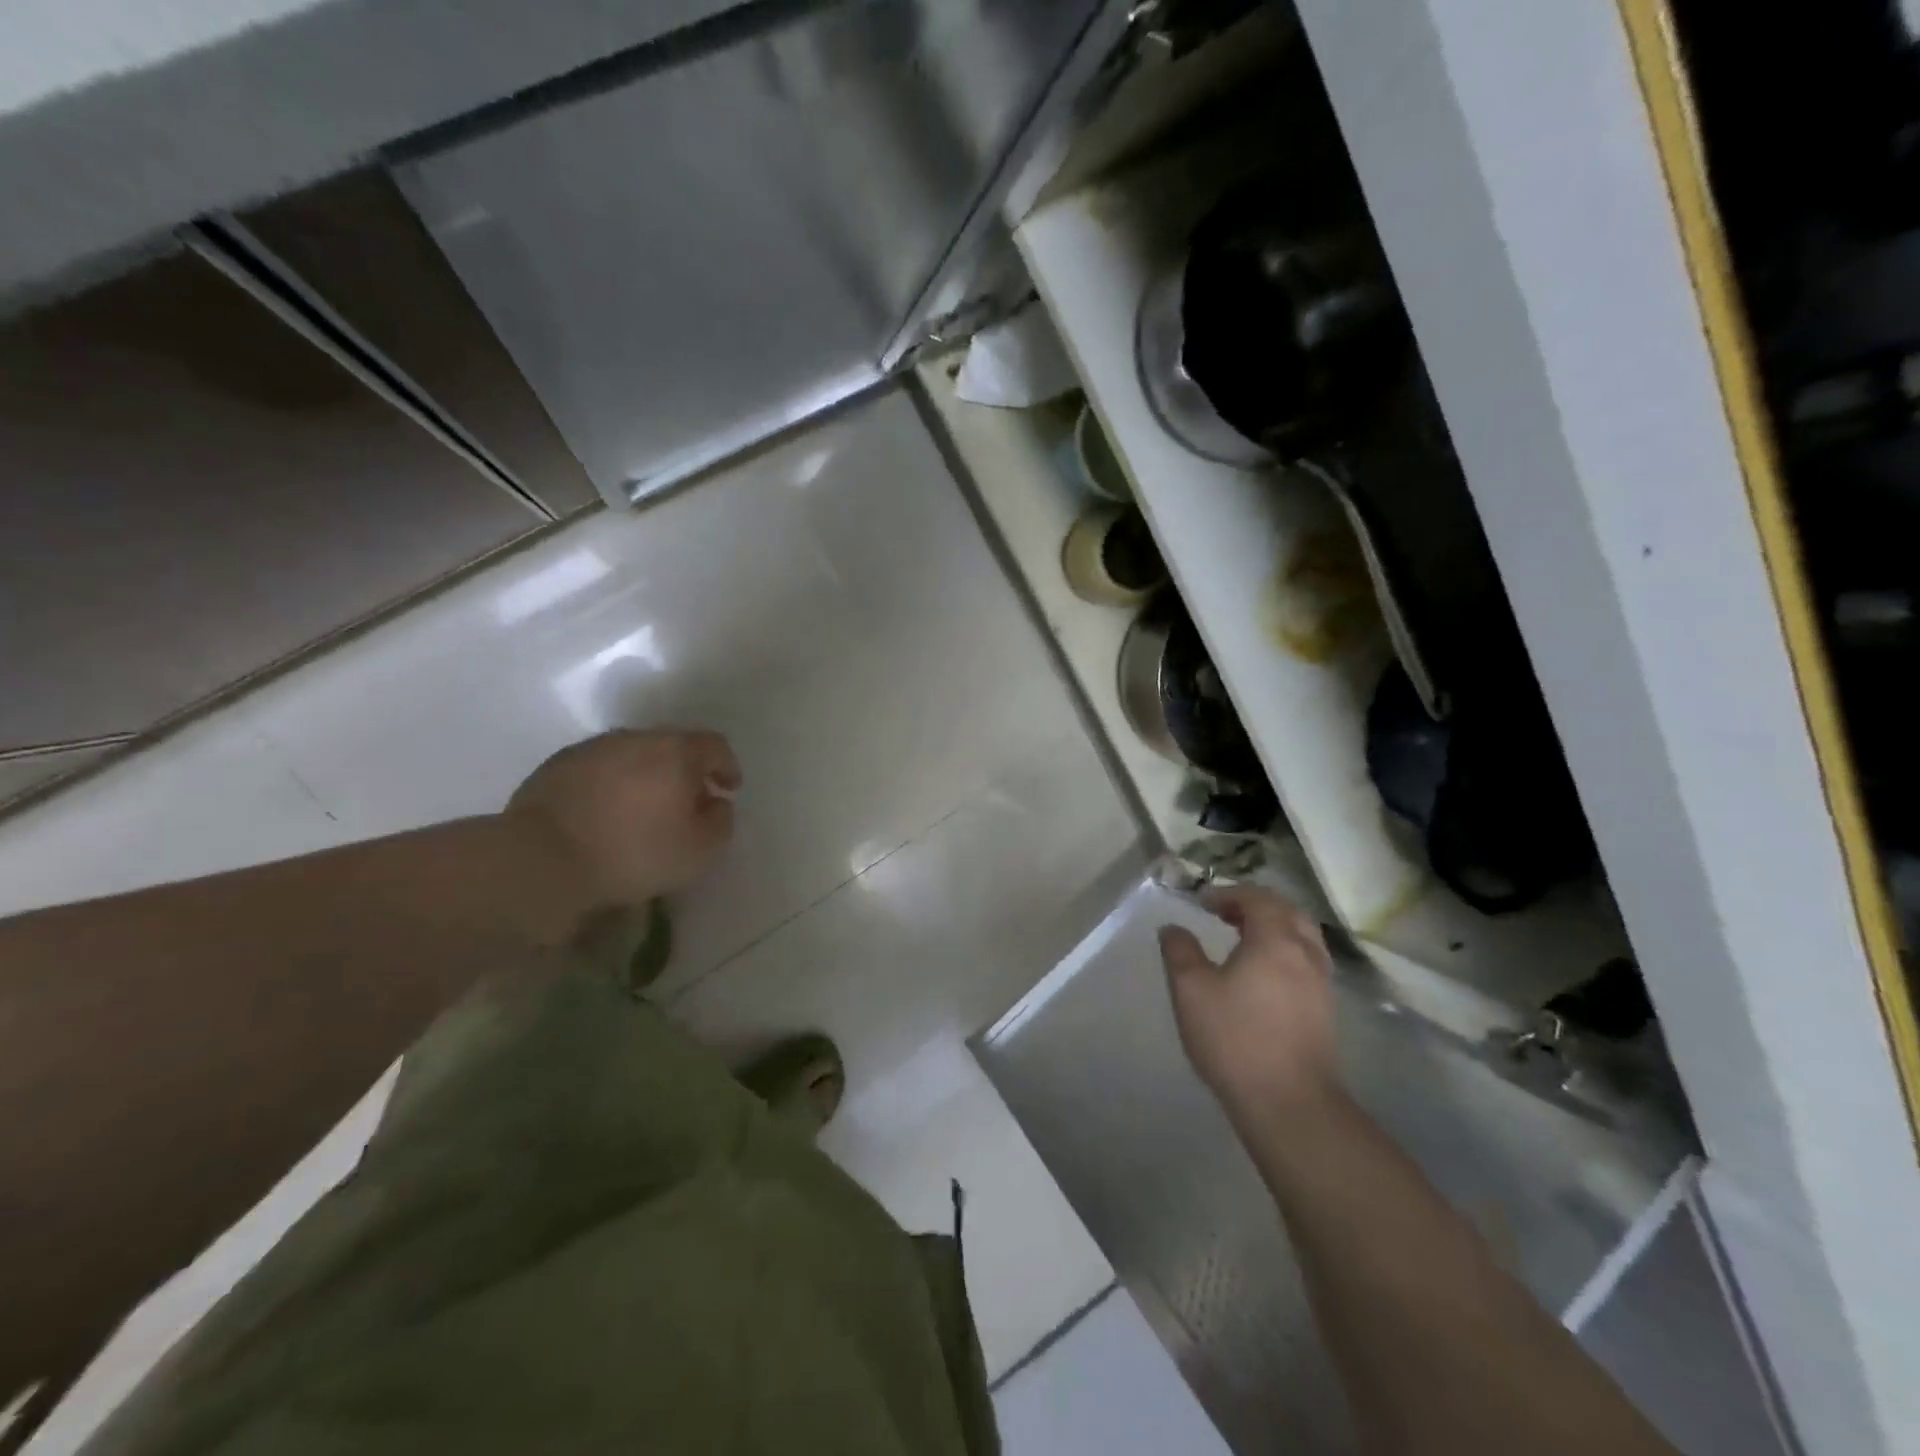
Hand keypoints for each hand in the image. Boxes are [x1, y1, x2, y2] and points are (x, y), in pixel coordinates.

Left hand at [506, 729, 740, 907]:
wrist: (541, 859)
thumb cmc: (633, 853)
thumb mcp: (699, 850)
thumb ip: (720, 821)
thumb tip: (716, 804)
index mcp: (676, 752)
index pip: (715, 746)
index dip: (727, 766)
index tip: (728, 789)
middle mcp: (636, 738)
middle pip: (673, 746)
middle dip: (686, 771)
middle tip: (688, 802)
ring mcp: (592, 749)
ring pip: (633, 755)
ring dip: (646, 776)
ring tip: (644, 810)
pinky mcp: (557, 766)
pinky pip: (599, 769)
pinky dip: (611, 785)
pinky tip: (605, 814)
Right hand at [1160, 886, 1340, 1126]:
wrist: (1290, 1104)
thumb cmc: (1235, 1039)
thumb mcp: (1191, 990)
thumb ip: (1180, 952)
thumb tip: (1173, 928)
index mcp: (1275, 939)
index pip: (1257, 898)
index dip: (1228, 894)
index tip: (1202, 903)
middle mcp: (1305, 953)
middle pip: (1286, 911)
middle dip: (1255, 905)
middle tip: (1224, 914)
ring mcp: (1321, 982)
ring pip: (1302, 936)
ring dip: (1273, 927)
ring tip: (1243, 939)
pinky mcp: (1325, 1010)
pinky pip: (1306, 960)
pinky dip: (1284, 950)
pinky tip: (1262, 973)